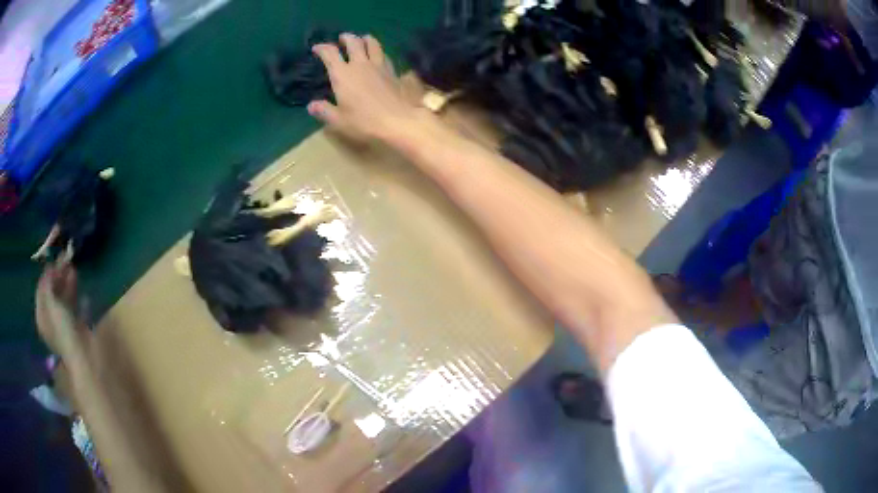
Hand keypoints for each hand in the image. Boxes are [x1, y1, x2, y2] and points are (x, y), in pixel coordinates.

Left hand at [35, 262, 90, 360]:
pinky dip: (78, 300)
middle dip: (59, 276)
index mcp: (42, 315)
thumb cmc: (63, 329)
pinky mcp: (77, 330)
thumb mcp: (52, 303)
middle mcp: (50, 320)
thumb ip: (48, 285)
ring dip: (68, 284)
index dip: (47, 273)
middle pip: (53, 294)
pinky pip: (76, 310)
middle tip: (66, 259)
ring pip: (64, 300)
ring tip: (74, 269)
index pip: (41, 289)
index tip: (54, 257)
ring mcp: (64, 325)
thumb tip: (49, 268)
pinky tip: (84, 293)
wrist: (82, 355)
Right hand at [309, 34, 427, 142]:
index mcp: (343, 74)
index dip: (322, 48)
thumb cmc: (364, 121)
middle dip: (346, 38)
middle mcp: (360, 65)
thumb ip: (324, 111)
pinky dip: (379, 51)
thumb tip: (311, 105)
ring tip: (363, 39)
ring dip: (366, 39)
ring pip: (373, 44)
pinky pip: (384, 55)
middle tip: (342, 38)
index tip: (317, 48)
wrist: (398, 120)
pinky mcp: (392, 71)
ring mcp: (378, 66)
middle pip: (354, 43)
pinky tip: (379, 56)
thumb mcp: (339, 120)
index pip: (330, 54)